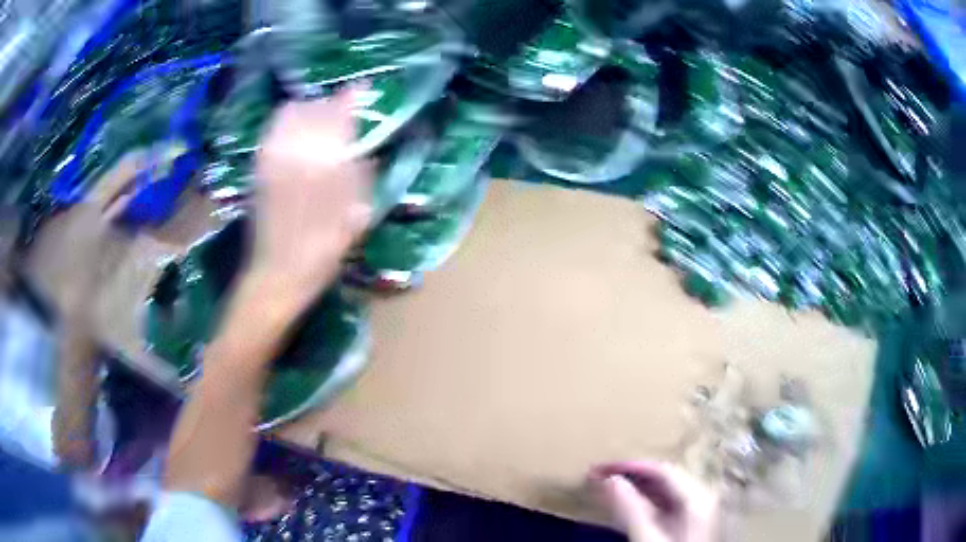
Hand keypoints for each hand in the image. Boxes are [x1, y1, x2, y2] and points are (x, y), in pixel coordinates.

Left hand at [249, 88, 371, 314]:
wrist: (279, 272)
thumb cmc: (324, 249)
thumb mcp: (357, 213)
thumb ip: (362, 172)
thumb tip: (366, 145)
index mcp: (325, 162)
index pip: (340, 113)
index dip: (353, 97)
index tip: (363, 89)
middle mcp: (296, 150)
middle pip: (315, 108)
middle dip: (332, 104)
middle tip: (343, 112)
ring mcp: (273, 156)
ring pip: (291, 113)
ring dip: (309, 110)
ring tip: (319, 122)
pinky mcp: (259, 165)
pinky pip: (273, 129)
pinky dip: (287, 122)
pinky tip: (297, 135)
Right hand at [590, 461, 718, 541]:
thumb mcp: (648, 539)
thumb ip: (630, 510)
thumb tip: (610, 479)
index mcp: (697, 497)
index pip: (661, 470)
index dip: (629, 466)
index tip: (597, 468)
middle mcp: (701, 496)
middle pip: (664, 477)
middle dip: (631, 475)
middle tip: (598, 476)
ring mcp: (697, 510)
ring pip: (664, 490)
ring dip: (635, 487)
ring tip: (606, 487)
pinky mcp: (689, 523)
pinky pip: (665, 504)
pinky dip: (643, 502)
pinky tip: (626, 505)